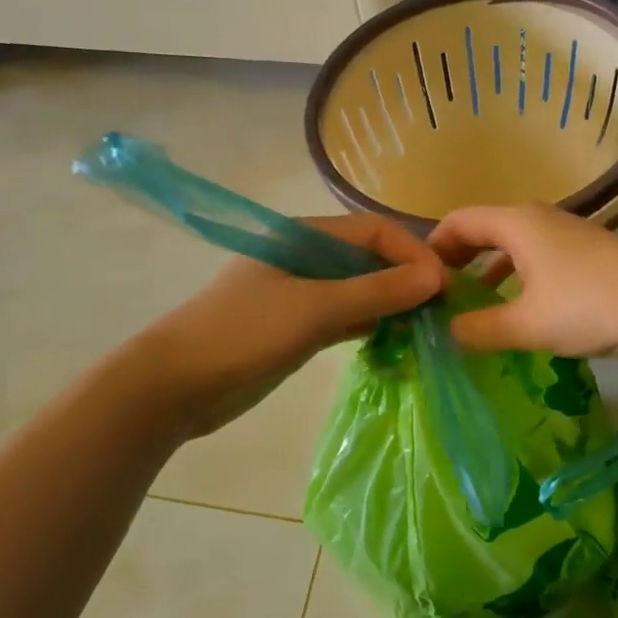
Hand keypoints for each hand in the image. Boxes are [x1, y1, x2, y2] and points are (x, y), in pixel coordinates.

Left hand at [141, 214, 443, 438]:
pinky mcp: (298, 327)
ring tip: (427, 327)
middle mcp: (306, 258)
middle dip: (406, 279)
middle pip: (369, 258)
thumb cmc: (243, 334)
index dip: (412, 252)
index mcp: (303, 236)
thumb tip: (435, 277)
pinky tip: (397, 340)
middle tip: (441, 310)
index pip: (374, 231)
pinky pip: (346, 316)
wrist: (175, 386)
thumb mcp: (314, 309)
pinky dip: (372, 324)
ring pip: (360, 289)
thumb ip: (376, 291)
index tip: (442, 286)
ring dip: (392, 304)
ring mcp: (301, 294)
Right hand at [428, 204, 617, 357]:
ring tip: (470, 309)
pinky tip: (516, 312)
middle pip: (483, 232)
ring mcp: (563, 235)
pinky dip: (515, 280)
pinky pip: (533, 260)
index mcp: (515, 223)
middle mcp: (536, 219)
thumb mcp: (527, 324)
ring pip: (510, 248)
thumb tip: (447, 332)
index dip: (432, 248)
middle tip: (437, 298)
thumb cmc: (590, 305)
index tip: (417, 282)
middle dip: (457, 262)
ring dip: (487, 273)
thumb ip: (480, 328)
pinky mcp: (583, 255)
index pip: (457, 222)